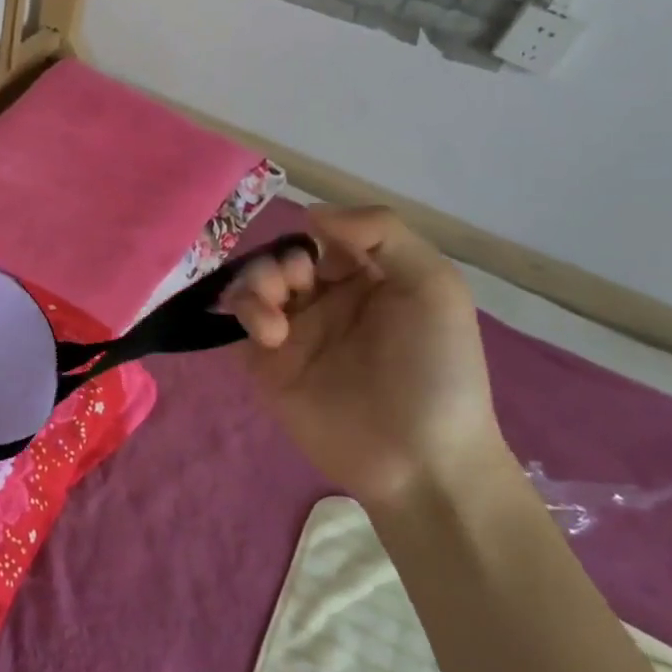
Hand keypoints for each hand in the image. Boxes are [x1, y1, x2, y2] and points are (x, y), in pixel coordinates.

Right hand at [221, 206, 507, 509]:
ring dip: (256, 285)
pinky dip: (242, 316)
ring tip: (273, 318)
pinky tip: (268, 334)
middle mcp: (327, 301)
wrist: (420, 459)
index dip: (317, 235)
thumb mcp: (434, 286)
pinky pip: (236, 326)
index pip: (324, 236)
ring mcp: (294, 333)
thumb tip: (312, 213)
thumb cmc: (436, 368)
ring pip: (252, 285)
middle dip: (279, 263)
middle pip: (282, 258)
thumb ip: (382, 233)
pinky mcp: (267, 366)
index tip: (319, 247)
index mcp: (368, 279)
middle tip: (294, 285)